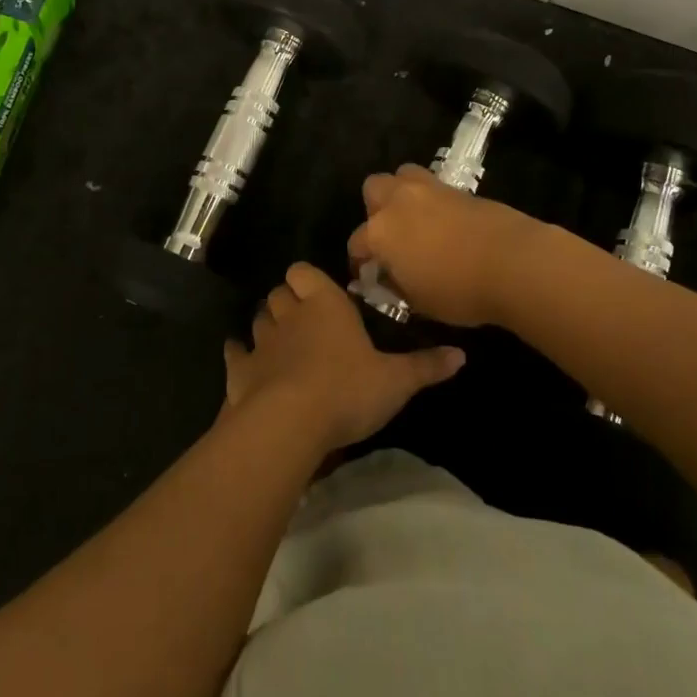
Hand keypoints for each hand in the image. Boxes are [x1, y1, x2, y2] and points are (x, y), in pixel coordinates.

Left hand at [223, 263, 465, 452]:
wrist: (289, 423)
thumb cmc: (347, 390)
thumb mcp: (396, 381)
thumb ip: (426, 366)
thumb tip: (462, 355)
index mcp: (325, 304)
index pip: (305, 272)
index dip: (307, 279)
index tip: (318, 293)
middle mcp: (290, 314)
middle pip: (279, 293)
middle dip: (287, 301)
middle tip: (303, 320)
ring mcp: (261, 342)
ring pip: (258, 319)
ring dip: (266, 326)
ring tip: (279, 342)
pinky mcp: (240, 371)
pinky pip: (234, 353)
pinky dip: (238, 355)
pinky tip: (244, 363)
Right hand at [346, 165, 545, 326]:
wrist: (513, 262)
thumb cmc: (459, 290)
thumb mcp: (418, 302)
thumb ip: (396, 285)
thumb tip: (388, 277)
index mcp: (380, 232)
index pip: (356, 243)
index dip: (359, 261)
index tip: (368, 275)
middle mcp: (398, 201)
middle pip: (374, 189)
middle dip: (375, 209)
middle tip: (390, 236)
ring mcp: (430, 189)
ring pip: (403, 175)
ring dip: (402, 193)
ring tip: (415, 219)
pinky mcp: (458, 187)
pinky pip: (433, 186)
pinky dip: (432, 200)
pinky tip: (444, 222)